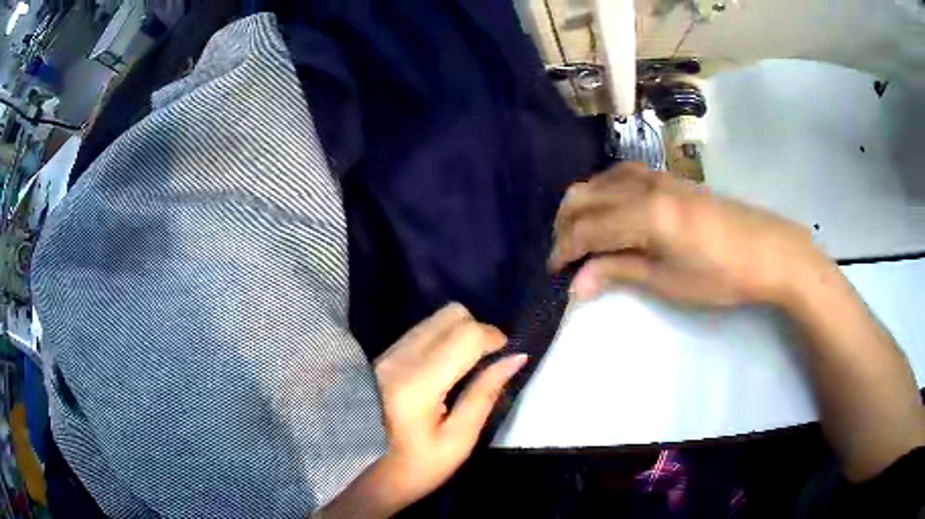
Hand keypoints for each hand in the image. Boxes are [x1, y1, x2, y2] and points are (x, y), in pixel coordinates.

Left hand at [368, 304, 526, 513]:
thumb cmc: (414, 467)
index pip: (465, 334)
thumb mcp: (457, 440)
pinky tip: (446, 369)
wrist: (360, 472)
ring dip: (460, 333)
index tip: (507, 356)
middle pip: (451, 314)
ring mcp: (388, 353)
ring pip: (435, 319)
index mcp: (418, 382)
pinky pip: (422, 331)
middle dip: (478, 330)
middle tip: (487, 362)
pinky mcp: (383, 355)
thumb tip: (515, 358)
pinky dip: (443, 339)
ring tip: (468, 367)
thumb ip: (485, 394)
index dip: (494, 337)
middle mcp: (400, 357)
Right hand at [549, 163, 829, 306]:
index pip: (586, 228)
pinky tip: (608, 211)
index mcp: (644, 214)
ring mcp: (655, 176)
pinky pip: (619, 175)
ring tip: (581, 236)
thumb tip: (576, 284)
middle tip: (565, 256)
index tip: (555, 273)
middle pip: (584, 196)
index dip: (564, 250)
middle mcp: (643, 186)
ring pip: (598, 181)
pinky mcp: (667, 177)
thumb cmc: (719, 275)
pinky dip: (602, 193)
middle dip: (564, 226)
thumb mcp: (667, 281)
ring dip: (581, 207)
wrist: (765, 250)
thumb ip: (619, 272)